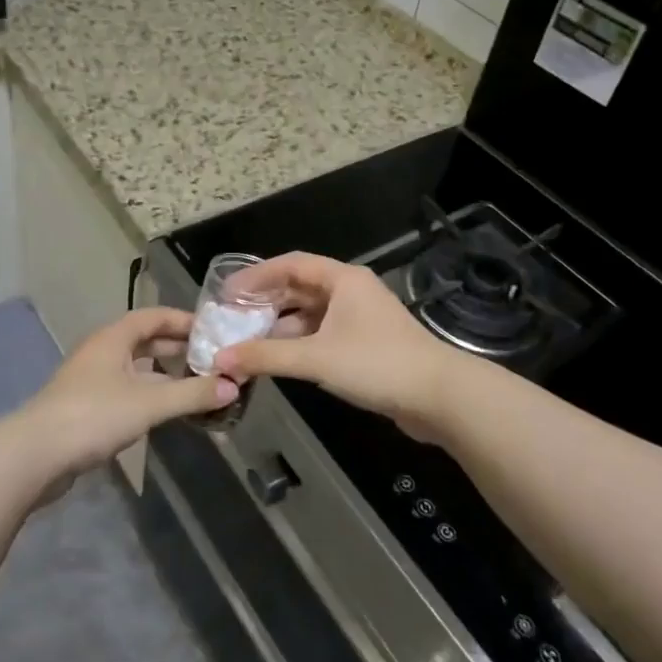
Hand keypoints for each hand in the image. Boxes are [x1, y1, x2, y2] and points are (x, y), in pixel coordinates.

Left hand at [14, 308, 237, 482]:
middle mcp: (101, 352)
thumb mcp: (149, 403)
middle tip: (210, 357)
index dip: (182, 320)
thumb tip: (234, 386)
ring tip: (195, 383)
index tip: (212, 330)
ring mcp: (91, 380)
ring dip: (163, 373)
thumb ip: (192, 394)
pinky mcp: (86, 407)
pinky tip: (165, 410)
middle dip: (176, 347)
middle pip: (144, 340)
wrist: (35, 455)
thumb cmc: (93, 416)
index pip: (153, 316)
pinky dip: (149, 393)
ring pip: (135, 367)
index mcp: (113, 338)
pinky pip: (126, 390)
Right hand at [214, 253, 462, 442]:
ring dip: (281, 325)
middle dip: (266, 302)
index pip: (290, 264)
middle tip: (232, 319)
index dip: (256, 276)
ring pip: (311, 313)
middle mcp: (351, 291)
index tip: (226, 292)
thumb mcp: (317, 358)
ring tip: (248, 341)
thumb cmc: (377, 364)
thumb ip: (267, 356)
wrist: (439, 396)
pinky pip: (322, 334)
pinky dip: (299, 342)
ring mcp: (360, 318)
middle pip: (299, 288)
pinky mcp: (366, 344)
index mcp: (342, 279)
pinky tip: (279, 358)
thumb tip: (221, 358)